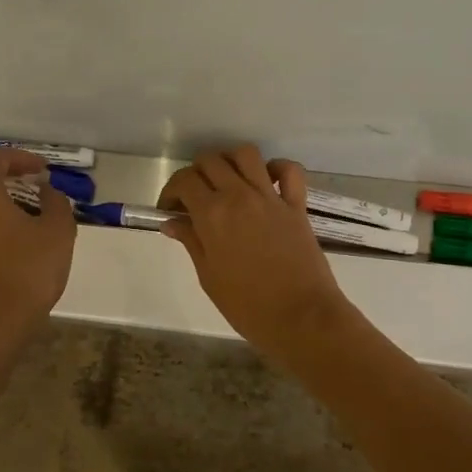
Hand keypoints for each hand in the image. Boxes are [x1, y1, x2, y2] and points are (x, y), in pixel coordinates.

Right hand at [157, 146, 356, 361]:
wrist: (301, 317)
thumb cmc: (247, 306)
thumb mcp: (208, 276)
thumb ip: (191, 242)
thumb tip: (172, 222)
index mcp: (212, 214)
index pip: (184, 181)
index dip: (171, 191)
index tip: (170, 210)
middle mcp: (239, 195)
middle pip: (211, 161)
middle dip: (196, 173)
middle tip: (194, 198)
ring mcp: (271, 197)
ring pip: (246, 154)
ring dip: (231, 161)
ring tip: (226, 181)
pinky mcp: (297, 205)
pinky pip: (289, 170)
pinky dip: (276, 168)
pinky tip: (266, 182)